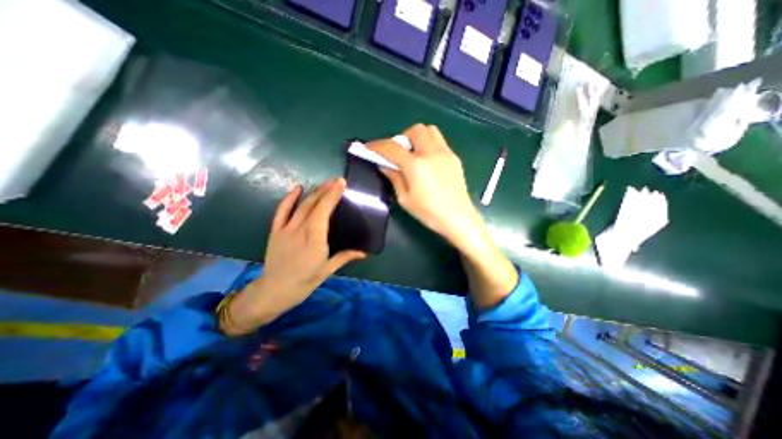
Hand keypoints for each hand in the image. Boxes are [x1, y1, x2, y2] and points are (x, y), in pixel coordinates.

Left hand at [221, 178, 365, 335]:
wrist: (274, 291)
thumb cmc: (304, 282)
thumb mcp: (327, 271)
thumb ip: (345, 257)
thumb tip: (364, 253)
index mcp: (315, 241)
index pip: (324, 212)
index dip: (332, 196)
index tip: (340, 183)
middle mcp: (300, 231)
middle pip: (314, 205)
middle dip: (326, 190)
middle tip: (337, 180)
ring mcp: (286, 229)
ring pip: (301, 206)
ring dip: (314, 192)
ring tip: (324, 183)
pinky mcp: (276, 231)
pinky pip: (281, 211)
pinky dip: (289, 198)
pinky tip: (297, 188)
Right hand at [371, 123, 521, 308]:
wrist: (458, 218)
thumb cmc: (429, 213)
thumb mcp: (405, 199)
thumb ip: (394, 177)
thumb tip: (384, 165)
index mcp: (416, 165)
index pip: (391, 147)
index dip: (376, 146)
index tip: (368, 148)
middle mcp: (431, 152)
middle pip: (414, 130)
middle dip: (402, 137)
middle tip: (399, 154)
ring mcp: (445, 153)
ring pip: (430, 130)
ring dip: (417, 137)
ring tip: (414, 154)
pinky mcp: (454, 157)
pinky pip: (439, 141)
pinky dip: (429, 145)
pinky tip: (427, 162)